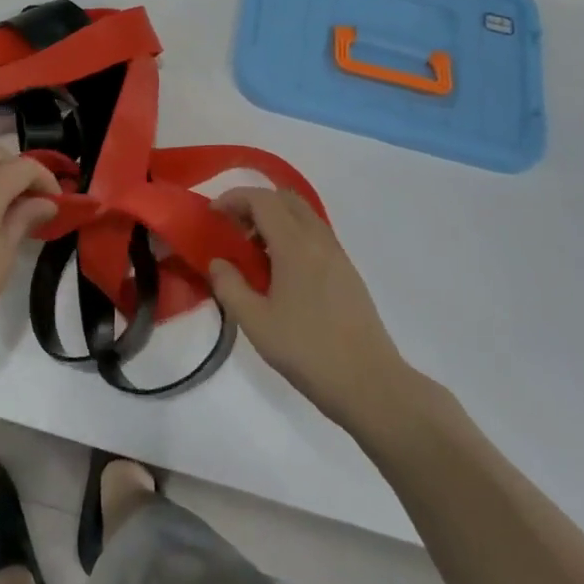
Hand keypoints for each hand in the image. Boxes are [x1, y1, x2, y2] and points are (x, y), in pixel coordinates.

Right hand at [208, 188, 429, 445]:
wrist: (370, 384)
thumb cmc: (307, 351)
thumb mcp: (255, 322)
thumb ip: (230, 286)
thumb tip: (218, 262)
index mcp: (295, 246)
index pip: (262, 200)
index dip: (234, 199)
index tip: (213, 214)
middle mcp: (319, 240)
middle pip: (286, 199)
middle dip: (255, 203)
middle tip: (234, 228)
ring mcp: (338, 255)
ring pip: (303, 215)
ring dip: (275, 218)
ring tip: (254, 251)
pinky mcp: (348, 272)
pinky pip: (316, 235)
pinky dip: (292, 235)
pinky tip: (281, 270)